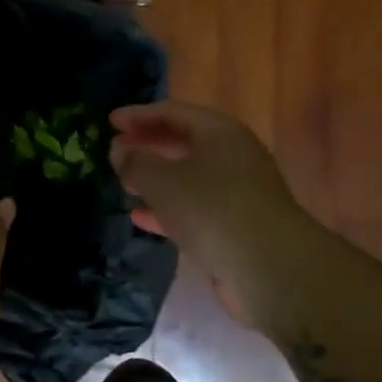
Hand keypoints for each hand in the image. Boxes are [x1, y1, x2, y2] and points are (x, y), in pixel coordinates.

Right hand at [109, 100, 303, 329]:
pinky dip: (167, 208)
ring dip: (155, 178)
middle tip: (116, 150)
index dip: (139, 114)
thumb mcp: (162, 181)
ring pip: (188, 176)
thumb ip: (135, 162)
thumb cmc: (212, 210)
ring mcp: (238, 192)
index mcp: (220, 132)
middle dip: (148, 145)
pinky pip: (195, 207)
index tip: (109, 121)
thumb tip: (119, 150)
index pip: (173, 112)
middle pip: (183, 142)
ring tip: (123, 184)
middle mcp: (232, 156)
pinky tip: (140, 217)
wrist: (271, 269)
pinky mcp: (237, 225)